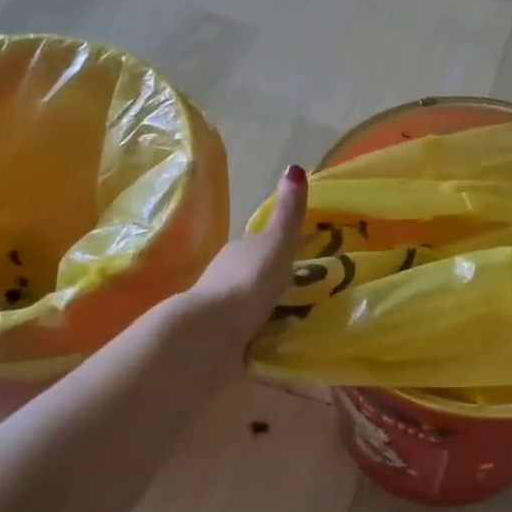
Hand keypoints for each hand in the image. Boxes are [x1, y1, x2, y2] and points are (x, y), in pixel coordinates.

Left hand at [170, 165, 307, 368]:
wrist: (209, 334)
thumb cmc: (247, 282)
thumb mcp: (276, 244)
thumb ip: (288, 213)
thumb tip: (295, 167)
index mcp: (238, 251)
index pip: (260, 244)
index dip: (279, 247)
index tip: (299, 256)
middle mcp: (224, 277)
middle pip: (252, 274)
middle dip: (271, 281)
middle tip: (302, 291)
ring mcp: (218, 312)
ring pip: (246, 305)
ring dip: (263, 310)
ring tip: (293, 321)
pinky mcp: (218, 343)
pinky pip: (243, 334)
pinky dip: (256, 335)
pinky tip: (271, 344)